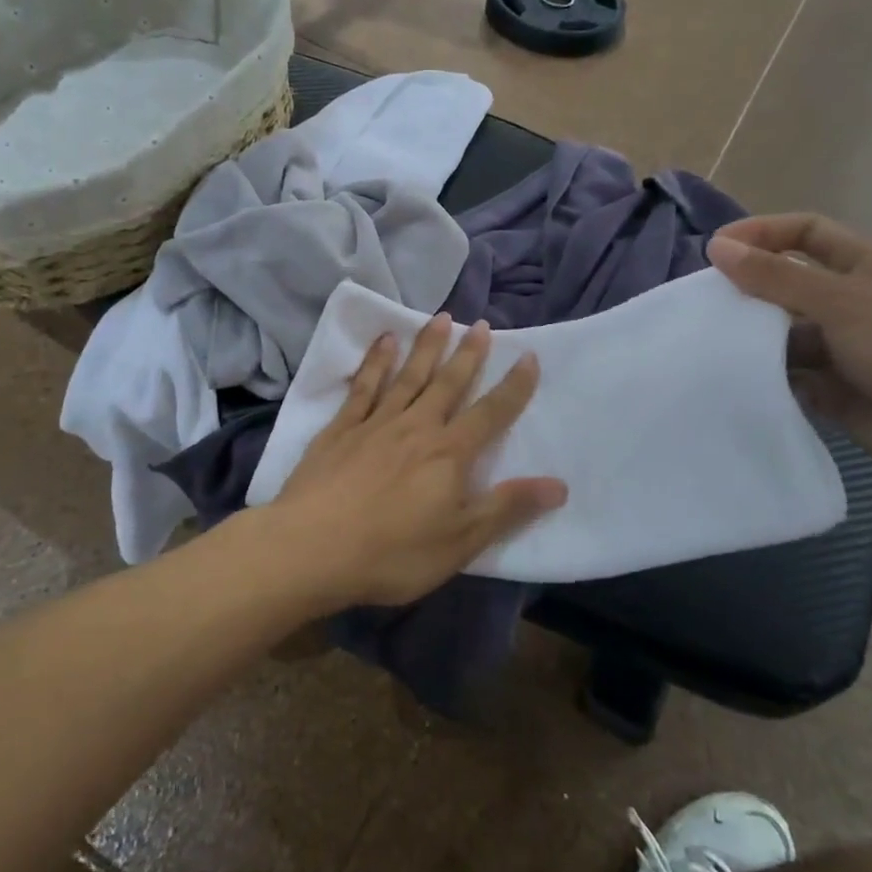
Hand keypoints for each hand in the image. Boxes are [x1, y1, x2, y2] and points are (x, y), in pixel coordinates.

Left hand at [253, 315, 567, 607]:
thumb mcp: (460, 541)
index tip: (528, 356)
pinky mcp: (340, 429)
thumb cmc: (393, 553)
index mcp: (448, 454)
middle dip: (468, 354)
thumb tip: (559, 484)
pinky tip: (384, 342)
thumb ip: (507, 508)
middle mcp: (416, 427)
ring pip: (408, 376)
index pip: (491, 413)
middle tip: (481, 324)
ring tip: (441, 319)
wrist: (311, 548)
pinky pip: (363, 386)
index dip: (513, 386)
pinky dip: (376, 362)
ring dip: (427, 346)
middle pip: (448, 383)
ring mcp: (375, 424)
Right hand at [709, 213, 871, 497]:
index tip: (714, 250)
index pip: (804, 232)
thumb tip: (718, 247)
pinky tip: (739, 380)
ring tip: (713, 345)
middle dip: (749, 289)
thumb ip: (777, 277)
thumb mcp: (844, 303)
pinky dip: (766, 375)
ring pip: (783, 332)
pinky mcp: (835, 388)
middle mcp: (853, 301)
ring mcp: (845, 347)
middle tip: (704, 304)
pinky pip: (789, 374)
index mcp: (866, 265)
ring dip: (754, 337)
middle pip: (787, 282)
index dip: (761, 233)